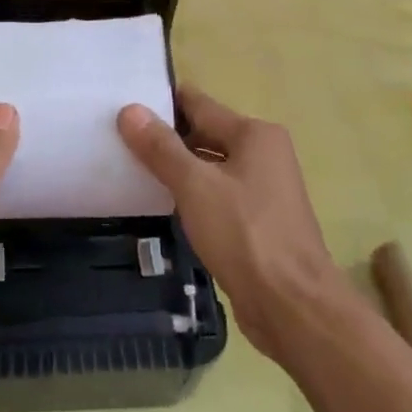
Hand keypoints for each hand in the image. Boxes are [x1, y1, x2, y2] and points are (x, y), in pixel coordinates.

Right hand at [117, 87, 345, 363]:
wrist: (293, 308)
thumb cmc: (245, 235)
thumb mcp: (195, 185)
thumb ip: (161, 147)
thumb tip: (129, 109)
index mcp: (255, 134)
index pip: (198, 104)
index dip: (160, 103)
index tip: (122, 104)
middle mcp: (263, 154)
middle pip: (204, 133)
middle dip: (165, 137)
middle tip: (117, 137)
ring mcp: (263, 189)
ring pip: (209, 167)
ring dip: (176, 168)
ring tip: (129, 166)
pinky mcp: (257, 221)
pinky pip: (216, 195)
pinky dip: (191, 195)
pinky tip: (160, 202)